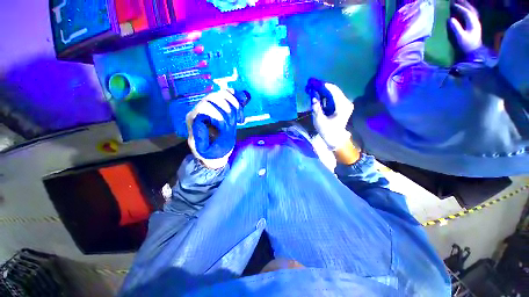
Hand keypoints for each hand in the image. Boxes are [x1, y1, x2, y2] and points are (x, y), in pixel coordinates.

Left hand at [186, 90, 243, 168]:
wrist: (215, 153)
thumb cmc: (209, 152)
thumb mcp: (203, 150)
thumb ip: (200, 138)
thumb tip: (202, 124)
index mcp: (194, 119)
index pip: (203, 106)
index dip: (216, 113)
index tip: (225, 126)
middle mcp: (200, 110)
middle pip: (213, 97)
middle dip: (226, 108)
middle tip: (233, 121)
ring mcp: (211, 107)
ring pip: (220, 95)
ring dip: (233, 103)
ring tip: (238, 115)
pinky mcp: (220, 108)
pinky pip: (226, 96)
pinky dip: (234, 97)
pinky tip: (239, 103)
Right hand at [306, 79, 353, 149]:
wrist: (335, 138)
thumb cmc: (327, 131)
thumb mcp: (319, 120)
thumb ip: (316, 108)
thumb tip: (313, 96)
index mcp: (342, 106)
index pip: (333, 91)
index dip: (322, 85)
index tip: (312, 82)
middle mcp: (345, 102)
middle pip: (332, 90)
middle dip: (321, 87)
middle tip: (310, 84)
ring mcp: (343, 103)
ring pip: (331, 93)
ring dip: (321, 90)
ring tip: (310, 88)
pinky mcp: (340, 105)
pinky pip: (331, 97)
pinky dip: (323, 95)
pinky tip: (315, 94)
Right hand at [449, 0, 481, 53]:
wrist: (472, 55)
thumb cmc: (466, 47)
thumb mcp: (460, 38)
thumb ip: (455, 28)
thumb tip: (450, 19)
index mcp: (472, 23)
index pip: (466, 12)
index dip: (459, 7)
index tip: (451, 4)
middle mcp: (475, 21)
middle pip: (470, 9)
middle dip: (463, 4)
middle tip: (455, 0)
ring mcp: (475, 24)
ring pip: (471, 11)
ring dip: (465, 6)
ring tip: (459, 2)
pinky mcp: (473, 27)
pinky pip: (471, 16)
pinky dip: (467, 11)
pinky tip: (463, 10)